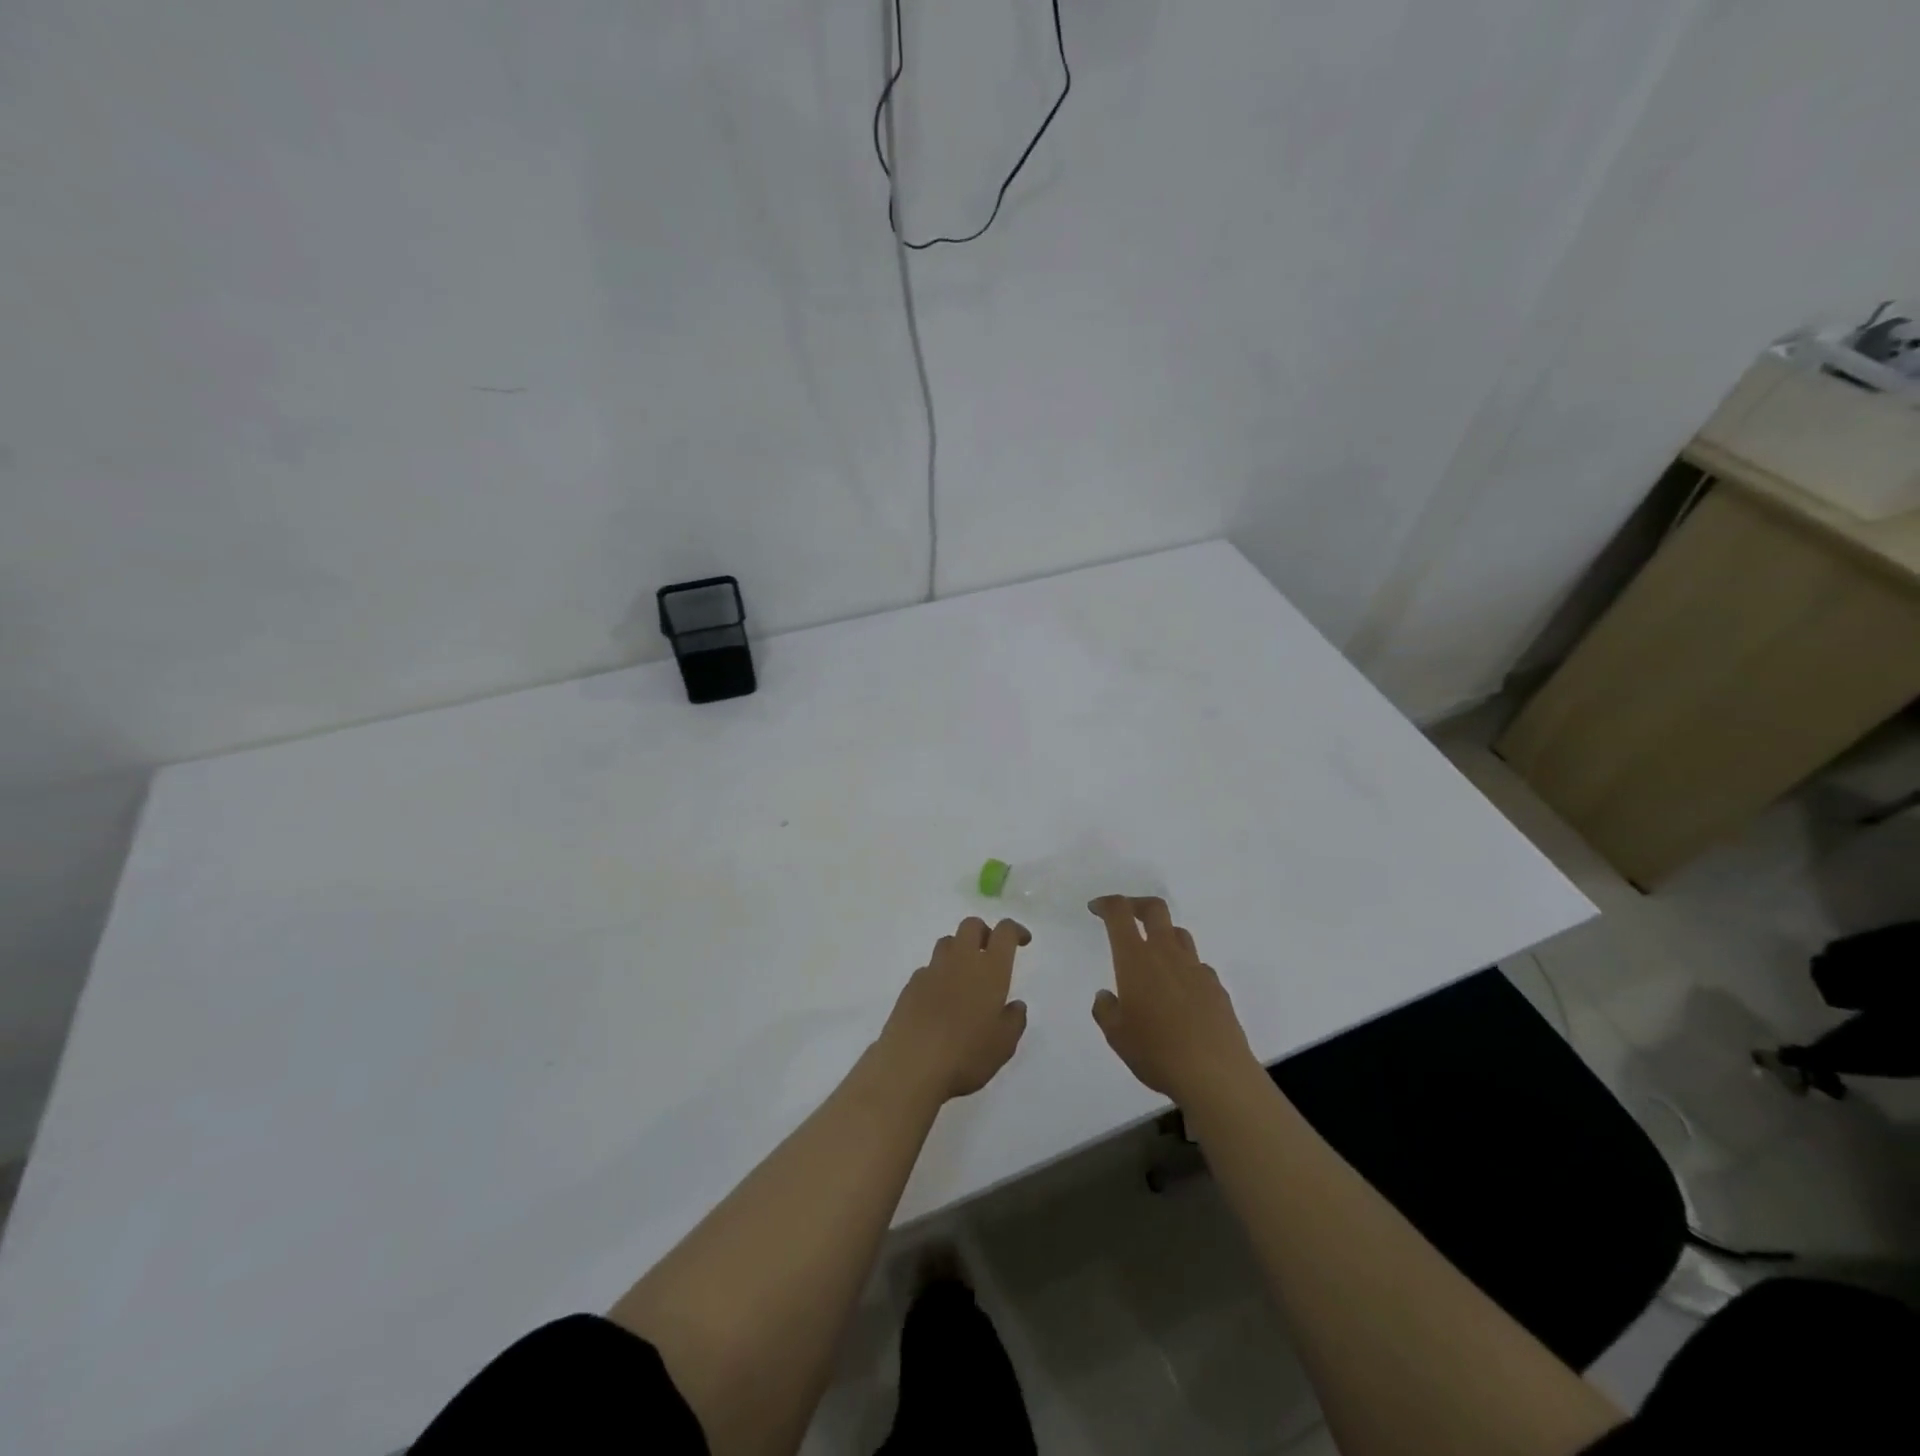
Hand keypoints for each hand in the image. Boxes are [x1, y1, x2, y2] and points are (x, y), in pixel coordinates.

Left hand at [877, 917, 1030, 1100]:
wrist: (911, 1065)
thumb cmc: (966, 1054)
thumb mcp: (1004, 1044)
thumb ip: (1014, 1020)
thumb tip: (1015, 1005)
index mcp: (990, 970)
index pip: (1004, 932)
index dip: (1015, 930)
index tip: (1022, 941)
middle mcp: (961, 961)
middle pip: (971, 926)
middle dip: (984, 932)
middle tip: (991, 953)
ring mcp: (932, 970)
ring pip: (947, 943)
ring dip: (959, 950)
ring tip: (965, 977)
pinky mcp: (911, 985)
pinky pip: (929, 968)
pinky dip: (939, 975)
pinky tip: (940, 1000)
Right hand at [1089, 897, 1257, 1106]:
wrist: (1216, 1074)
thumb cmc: (1157, 1051)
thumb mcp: (1116, 1035)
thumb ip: (1106, 1010)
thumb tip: (1107, 996)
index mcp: (1136, 959)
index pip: (1120, 913)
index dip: (1106, 904)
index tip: (1096, 908)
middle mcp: (1167, 954)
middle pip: (1155, 909)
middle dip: (1136, 904)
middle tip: (1126, 915)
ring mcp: (1196, 968)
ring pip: (1179, 934)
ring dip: (1162, 934)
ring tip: (1153, 956)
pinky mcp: (1217, 987)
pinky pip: (1197, 965)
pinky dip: (1184, 968)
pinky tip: (1180, 993)